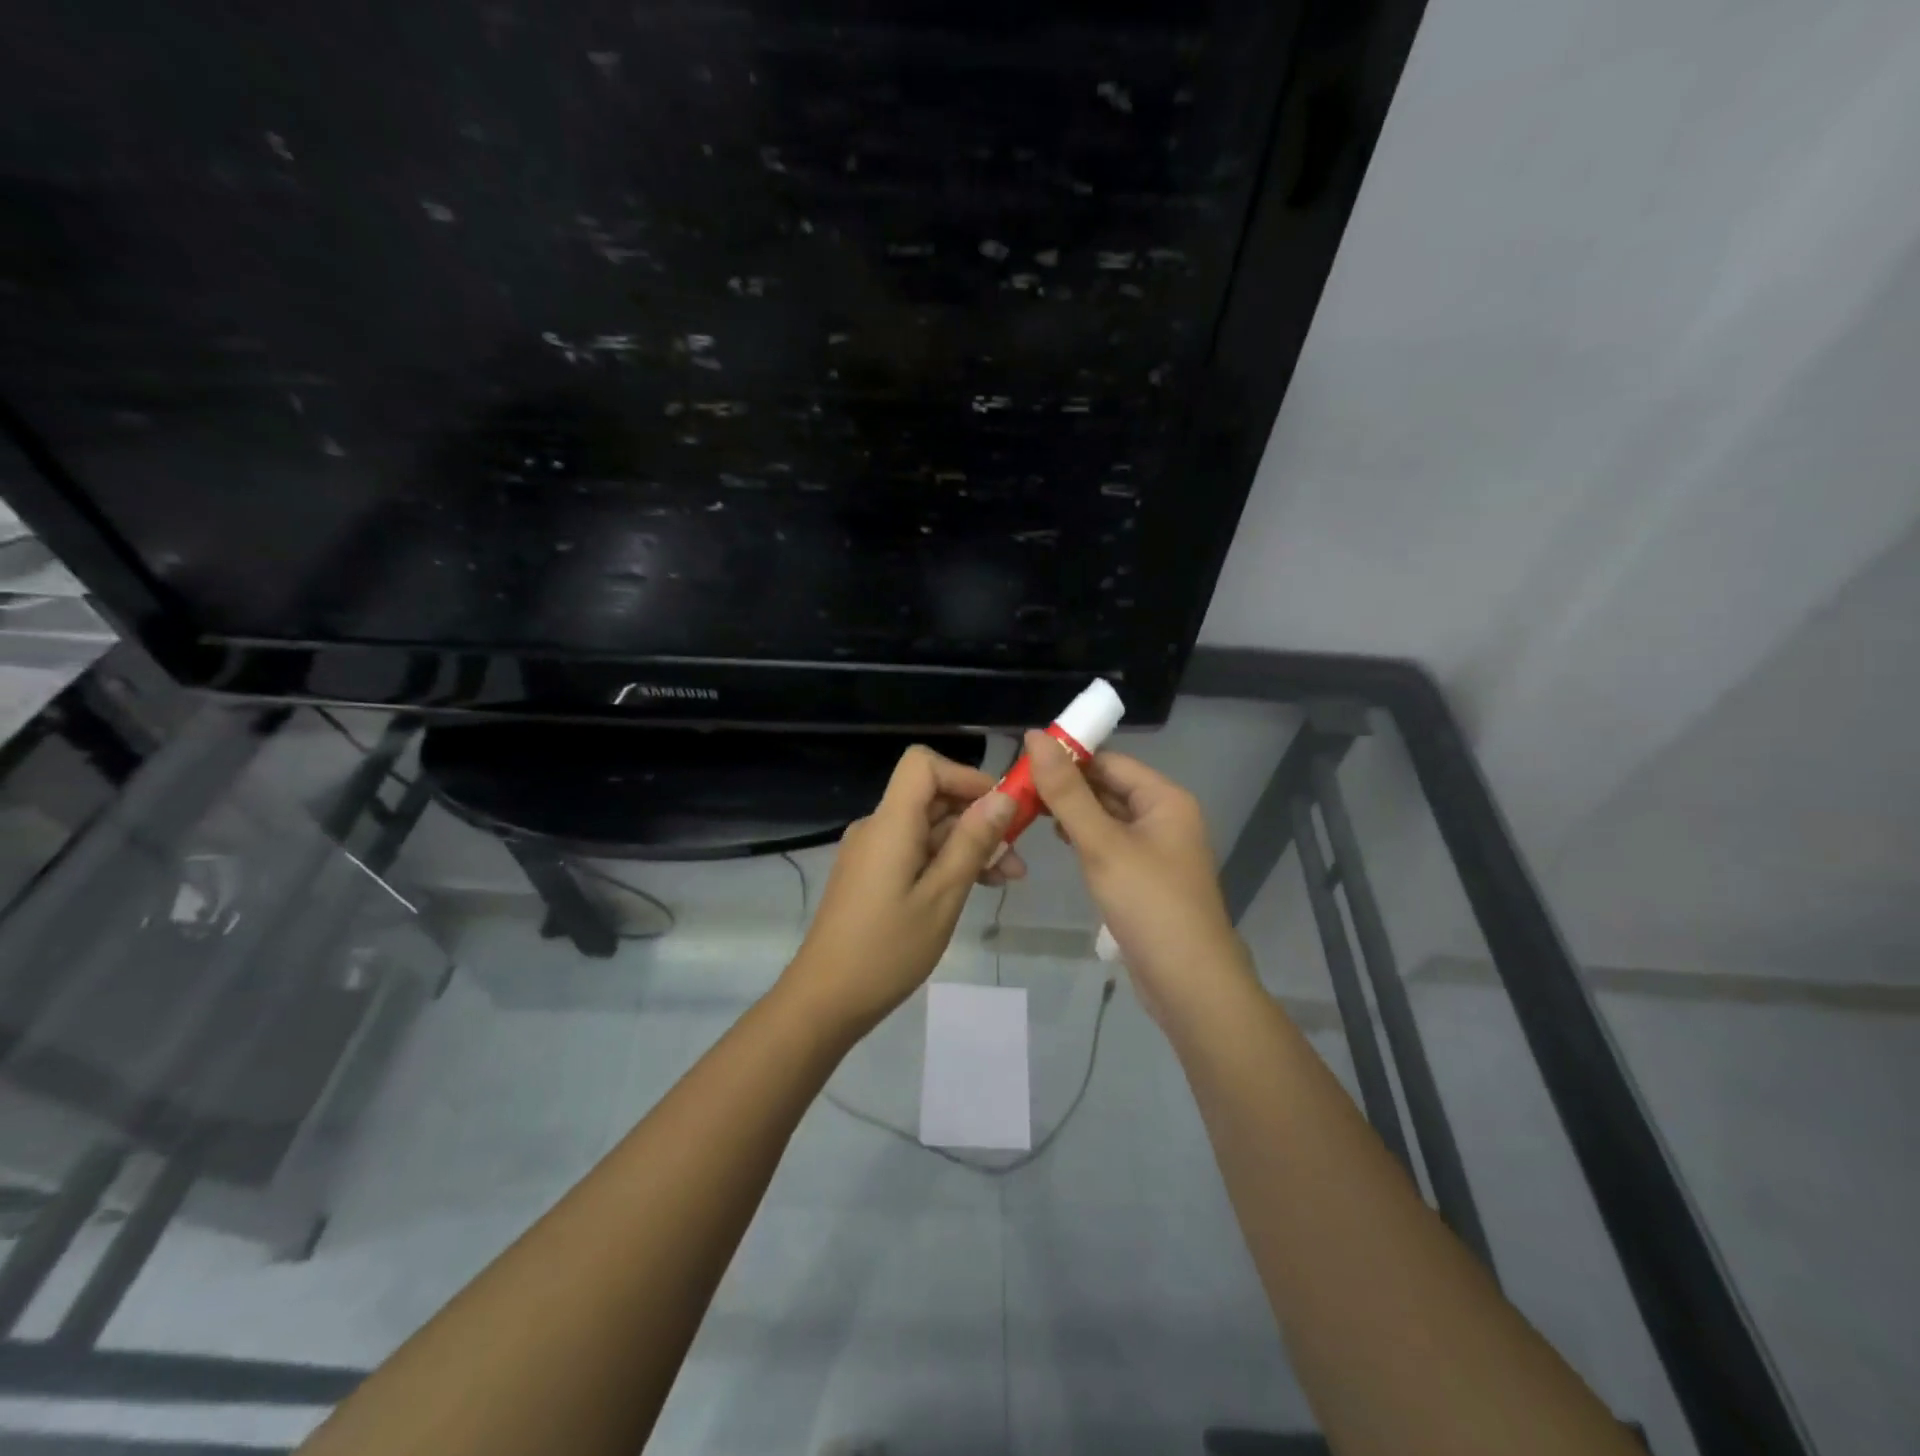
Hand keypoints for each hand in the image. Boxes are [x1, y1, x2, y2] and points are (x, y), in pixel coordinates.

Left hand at [781, 746, 1019, 1034]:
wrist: (825, 999)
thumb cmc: (888, 949)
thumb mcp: (943, 896)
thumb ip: (972, 843)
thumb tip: (1003, 797)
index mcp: (891, 823)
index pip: (923, 764)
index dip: (965, 775)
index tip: (1000, 807)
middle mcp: (878, 827)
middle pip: (931, 796)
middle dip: (978, 817)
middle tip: (1018, 854)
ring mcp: (872, 852)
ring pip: (927, 828)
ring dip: (968, 844)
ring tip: (1008, 878)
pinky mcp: (871, 875)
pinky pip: (914, 851)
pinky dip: (945, 861)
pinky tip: (975, 886)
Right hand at [1024, 731, 1254, 1024]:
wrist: (1189, 982)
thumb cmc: (1148, 904)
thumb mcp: (1102, 843)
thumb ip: (1067, 792)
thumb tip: (1035, 736)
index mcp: (1164, 798)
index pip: (1109, 761)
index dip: (1068, 756)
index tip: (1021, 759)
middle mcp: (1164, 816)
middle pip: (1108, 787)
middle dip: (1066, 786)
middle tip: (1015, 787)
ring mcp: (1156, 848)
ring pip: (1107, 816)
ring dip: (1071, 812)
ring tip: (1025, 809)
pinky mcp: (1145, 877)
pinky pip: (1110, 843)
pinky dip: (1084, 837)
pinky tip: (1057, 840)